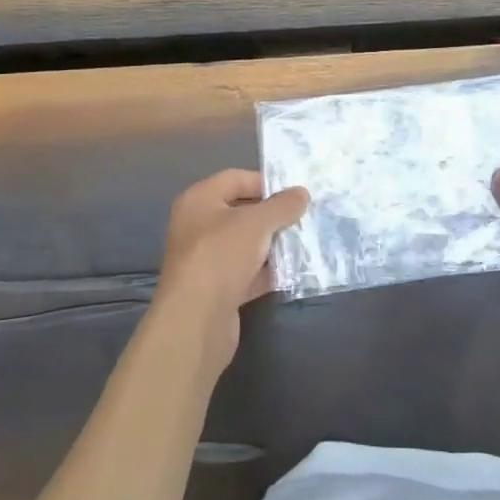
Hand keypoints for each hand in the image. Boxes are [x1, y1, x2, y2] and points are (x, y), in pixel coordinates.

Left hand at [154, 169, 307, 373]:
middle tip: (303, 217)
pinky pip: (246, 272)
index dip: (265, 182)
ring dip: (272, 244)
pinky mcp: (216, 290)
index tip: (294, 193)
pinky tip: (293, 271)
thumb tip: (302, 193)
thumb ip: (282, 205)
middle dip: (272, 215)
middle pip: (241, 212)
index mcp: (199, 200)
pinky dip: (267, 271)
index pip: (235, 179)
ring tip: (304, 242)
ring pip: (245, 244)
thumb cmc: (221, 255)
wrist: (196, 321)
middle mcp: (198, 226)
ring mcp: (206, 260)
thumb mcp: (257, 222)